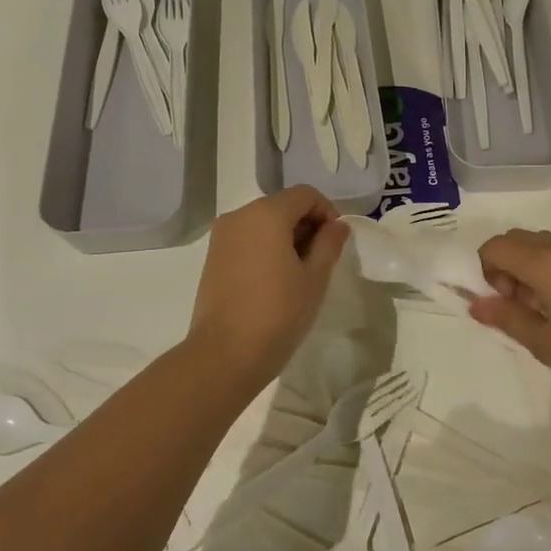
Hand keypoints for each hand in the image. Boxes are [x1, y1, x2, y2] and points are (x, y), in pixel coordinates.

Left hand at [187, 186, 349, 388]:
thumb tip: (337, 226)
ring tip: (299, 273)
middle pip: (283, 205)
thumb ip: (329, 243)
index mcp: (266, 214)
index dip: (327, 212)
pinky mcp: (213, 257)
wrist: (224, 355)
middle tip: (322, 259)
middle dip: (307, 224)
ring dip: (287, 237)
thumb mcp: (315, 278)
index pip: (305, 195)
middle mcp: (239, 216)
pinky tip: (276, 280)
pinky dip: (266, 248)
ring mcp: (222, 237)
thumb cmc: (278, 313)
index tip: (336, 242)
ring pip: (264, 223)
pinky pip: (247, 239)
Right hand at [469, 230, 550, 409]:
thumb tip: (475, 303)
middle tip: (512, 306)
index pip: (495, 246)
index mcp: (545, 262)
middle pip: (515, 239)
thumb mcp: (542, 341)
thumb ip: (505, 317)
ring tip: (535, 310)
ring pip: (537, 245)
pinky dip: (544, 269)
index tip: (495, 302)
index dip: (483, 270)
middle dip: (502, 266)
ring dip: (523, 267)